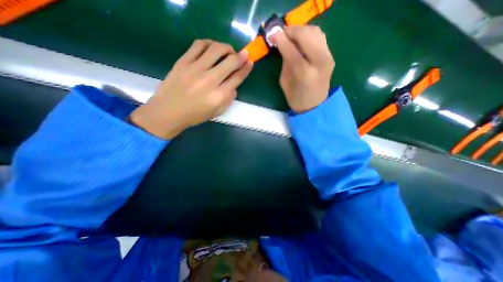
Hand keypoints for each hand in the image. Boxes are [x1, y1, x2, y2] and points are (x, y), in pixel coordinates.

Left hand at [127, 40, 253, 138]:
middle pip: (230, 61)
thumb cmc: (195, 115)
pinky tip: (212, 48)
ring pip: (216, 49)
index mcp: (219, 96)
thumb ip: (229, 99)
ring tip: (228, 51)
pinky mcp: (183, 62)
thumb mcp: (217, 112)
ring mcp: (195, 69)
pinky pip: (198, 45)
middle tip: (242, 55)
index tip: (250, 62)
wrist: (169, 111)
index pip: (237, 78)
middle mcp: (209, 81)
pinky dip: (209, 43)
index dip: (246, 68)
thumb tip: (234, 84)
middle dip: (241, 56)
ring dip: (226, 47)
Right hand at [269, 26, 335, 113]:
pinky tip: (301, 41)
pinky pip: (320, 36)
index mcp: (304, 73)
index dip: (280, 40)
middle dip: (291, 31)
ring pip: (314, 31)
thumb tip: (283, 46)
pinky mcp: (330, 56)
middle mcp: (319, 62)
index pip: (291, 50)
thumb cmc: (296, 98)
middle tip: (281, 35)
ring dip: (300, 31)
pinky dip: (309, 35)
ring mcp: (328, 57)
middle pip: (305, 35)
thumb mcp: (284, 82)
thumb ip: (284, 63)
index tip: (272, 35)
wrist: (314, 105)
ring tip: (290, 37)